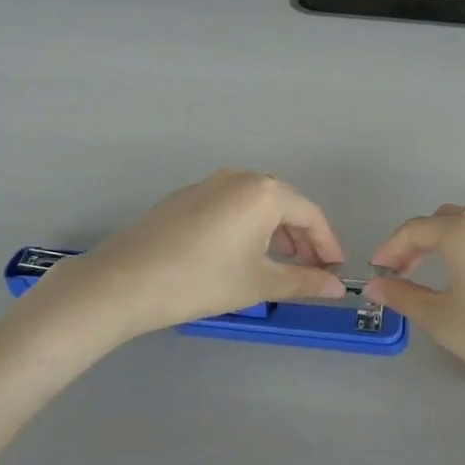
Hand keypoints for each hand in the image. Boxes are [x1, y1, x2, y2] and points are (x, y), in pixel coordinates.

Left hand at [31, 169, 345, 339]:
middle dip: (302, 238)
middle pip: (284, 204)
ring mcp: (210, 183)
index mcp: (264, 192)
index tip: (335, 271)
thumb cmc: (202, 280)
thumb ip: (304, 281)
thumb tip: (338, 287)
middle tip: (311, 270)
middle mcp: (240, 177)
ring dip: (275, 231)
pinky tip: (240, 253)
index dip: (327, 244)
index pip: (310, 214)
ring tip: (279, 264)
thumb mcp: (259, 284)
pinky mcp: (187, 196)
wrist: (126, 280)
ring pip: (256, 203)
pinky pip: (231, 205)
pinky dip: (247, 226)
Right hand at [367, 198, 464, 432]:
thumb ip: (403, 296)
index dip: (391, 248)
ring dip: (461, 224)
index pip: (415, 230)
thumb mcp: (439, 319)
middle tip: (405, 271)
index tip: (377, 270)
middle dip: (420, 240)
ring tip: (448, 251)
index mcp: (461, 234)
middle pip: (446, 218)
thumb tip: (375, 285)